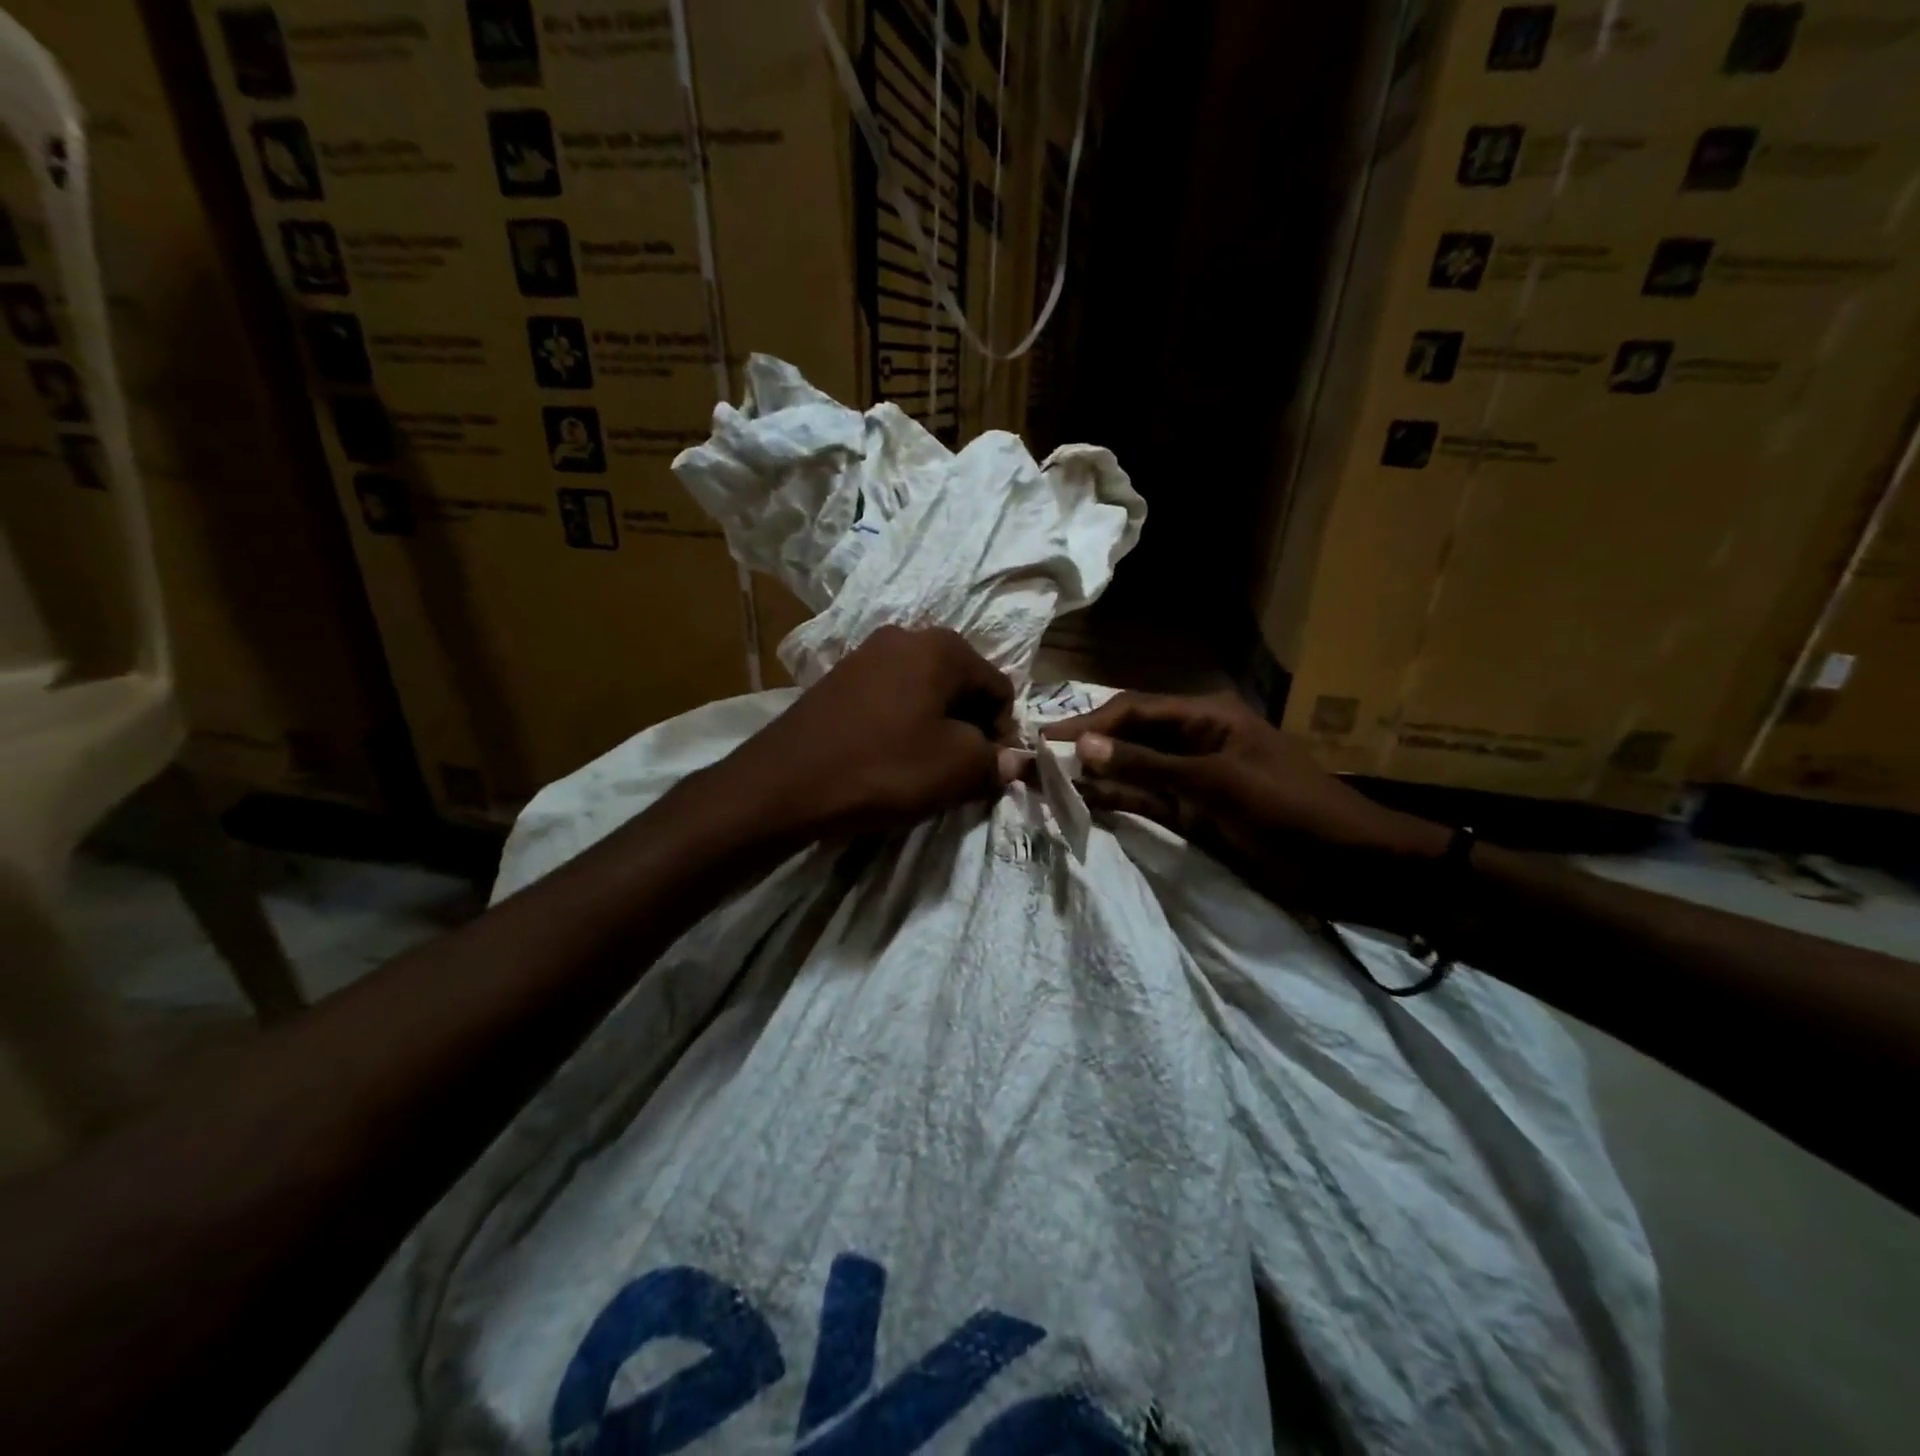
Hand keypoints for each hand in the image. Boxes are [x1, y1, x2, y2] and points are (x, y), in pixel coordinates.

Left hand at [720, 626, 1023, 838]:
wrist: (787, 782)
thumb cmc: (885, 768)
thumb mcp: (956, 769)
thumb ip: (995, 761)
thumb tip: (1014, 761)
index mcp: (942, 646)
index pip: (999, 688)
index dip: (1002, 733)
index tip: (988, 770)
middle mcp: (905, 636)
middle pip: (960, 684)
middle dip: (968, 726)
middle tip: (958, 770)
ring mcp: (866, 653)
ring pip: (924, 691)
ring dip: (935, 726)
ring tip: (922, 766)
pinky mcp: (838, 677)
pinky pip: (890, 697)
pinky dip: (901, 723)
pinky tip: (888, 755)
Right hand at [1044, 691, 1446, 925]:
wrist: (1350, 866)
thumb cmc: (1289, 810)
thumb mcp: (1216, 784)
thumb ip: (1148, 766)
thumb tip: (1083, 748)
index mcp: (1205, 717)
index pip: (1132, 711)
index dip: (1088, 725)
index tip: (1044, 741)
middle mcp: (1192, 741)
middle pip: (1128, 739)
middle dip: (1085, 750)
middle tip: (1034, 764)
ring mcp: (1192, 780)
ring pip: (1132, 772)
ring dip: (1095, 778)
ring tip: (1046, 784)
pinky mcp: (1193, 814)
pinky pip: (1146, 802)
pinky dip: (1117, 803)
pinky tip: (1083, 805)